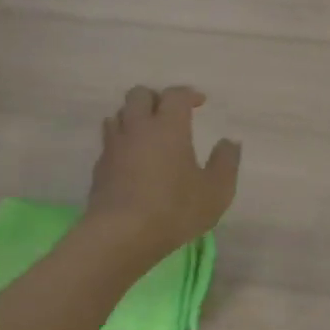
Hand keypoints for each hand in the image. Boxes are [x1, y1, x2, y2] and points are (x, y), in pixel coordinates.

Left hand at [84, 86, 241, 260]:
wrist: (120, 234)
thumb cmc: (174, 209)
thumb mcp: (216, 191)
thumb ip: (226, 163)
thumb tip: (229, 143)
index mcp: (168, 127)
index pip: (175, 95)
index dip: (188, 94)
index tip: (200, 102)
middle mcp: (138, 128)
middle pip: (139, 95)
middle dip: (155, 98)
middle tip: (170, 114)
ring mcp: (114, 147)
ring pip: (118, 115)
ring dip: (134, 117)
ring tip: (148, 133)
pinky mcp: (99, 168)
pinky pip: (109, 142)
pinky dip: (122, 142)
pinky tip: (132, 160)